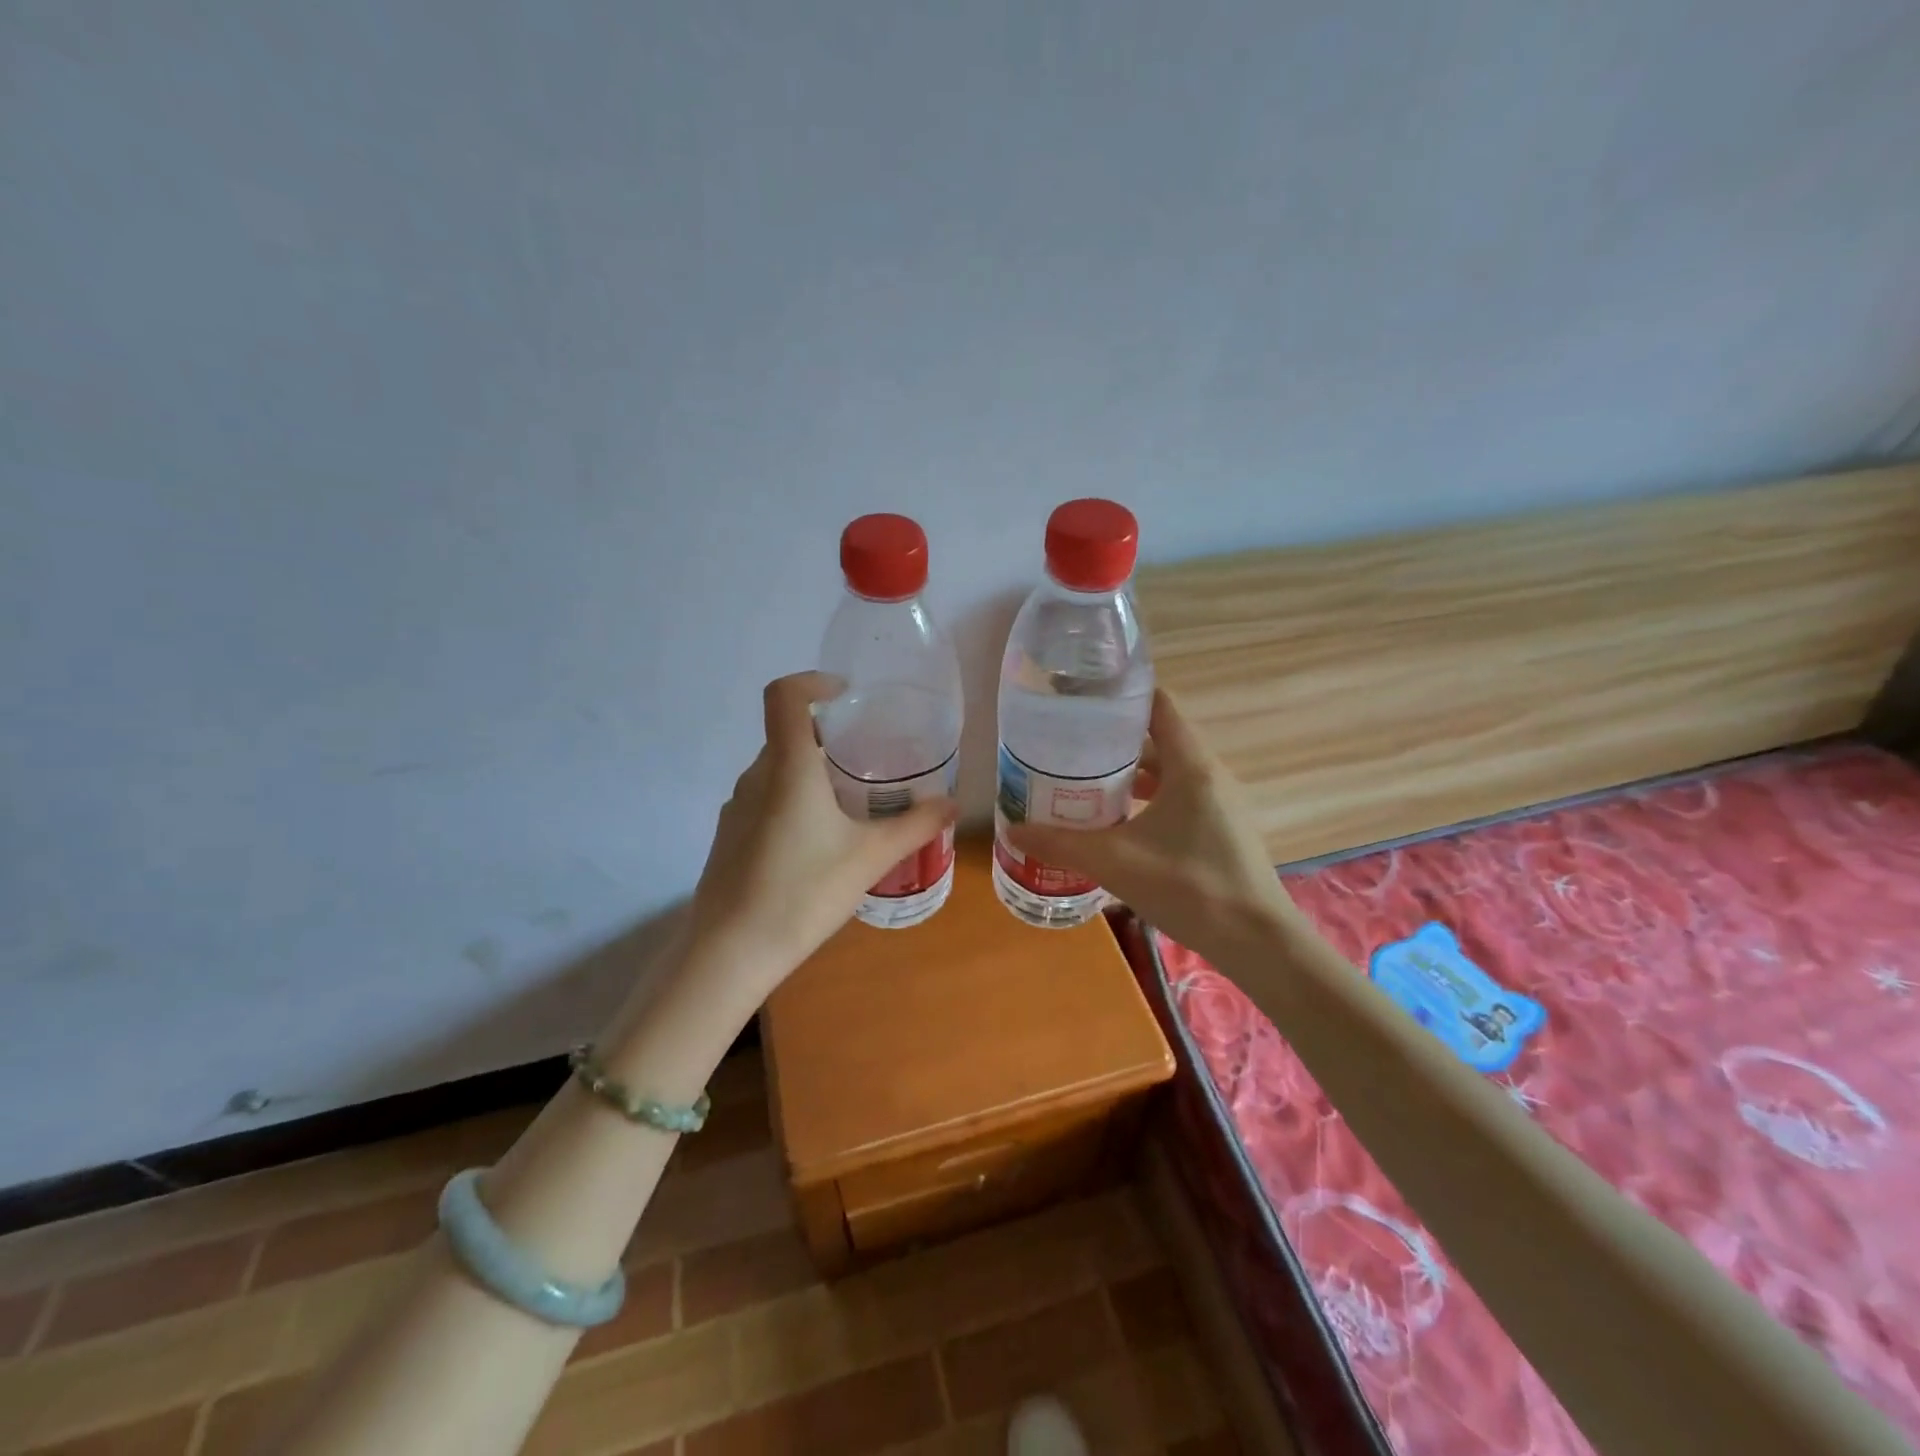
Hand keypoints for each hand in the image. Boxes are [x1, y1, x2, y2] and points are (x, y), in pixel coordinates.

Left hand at [687, 671, 956, 994]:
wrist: (730, 953)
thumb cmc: (803, 892)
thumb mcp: (870, 858)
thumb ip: (915, 826)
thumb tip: (952, 804)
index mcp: (788, 766)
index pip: (785, 695)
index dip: (813, 682)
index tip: (847, 696)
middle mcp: (756, 776)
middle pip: (788, 733)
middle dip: (828, 735)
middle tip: (868, 756)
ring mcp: (736, 807)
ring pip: (777, 770)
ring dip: (811, 772)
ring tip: (850, 801)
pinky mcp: (730, 836)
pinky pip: (765, 800)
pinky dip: (793, 801)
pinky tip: (818, 842)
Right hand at [1006, 689, 1295, 954]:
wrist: (1257, 942)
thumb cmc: (1189, 886)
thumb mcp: (1115, 862)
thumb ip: (1060, 843)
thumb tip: (1012, 830)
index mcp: (1190, 765)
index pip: (1157, 705)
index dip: (1120, 694)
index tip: (1079, 696)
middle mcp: (1208, 774)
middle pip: (1156, 738)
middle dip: (1111, 739)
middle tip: (1066, 743)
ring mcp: (1217, 803)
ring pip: (1165, 772)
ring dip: (1127, 773)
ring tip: (1081, 780)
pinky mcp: (1217, 829)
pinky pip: (1175, 797)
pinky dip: (1144, 799)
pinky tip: (1114, 821)